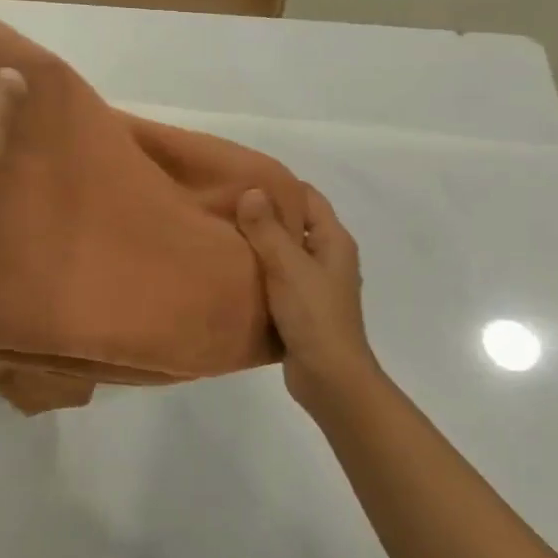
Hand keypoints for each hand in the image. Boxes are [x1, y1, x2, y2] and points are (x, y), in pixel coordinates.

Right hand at [236, 185, 382, 418]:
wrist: (330, 377)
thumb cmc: (314, 315)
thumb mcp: (287, 266)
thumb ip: (267, 229)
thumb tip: (251, 190)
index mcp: (334, 241)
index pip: (308, 198)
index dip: (279, 186)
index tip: (243, 180)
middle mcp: (329, 258)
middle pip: (296, 224)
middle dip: (264, 215)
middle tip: (225, 206)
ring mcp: (317, 285)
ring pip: (285, 254)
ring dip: (260, 246)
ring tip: (223, 235)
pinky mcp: (303, 309)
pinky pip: (279, 280)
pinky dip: (260, 273)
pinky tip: (233, 272)